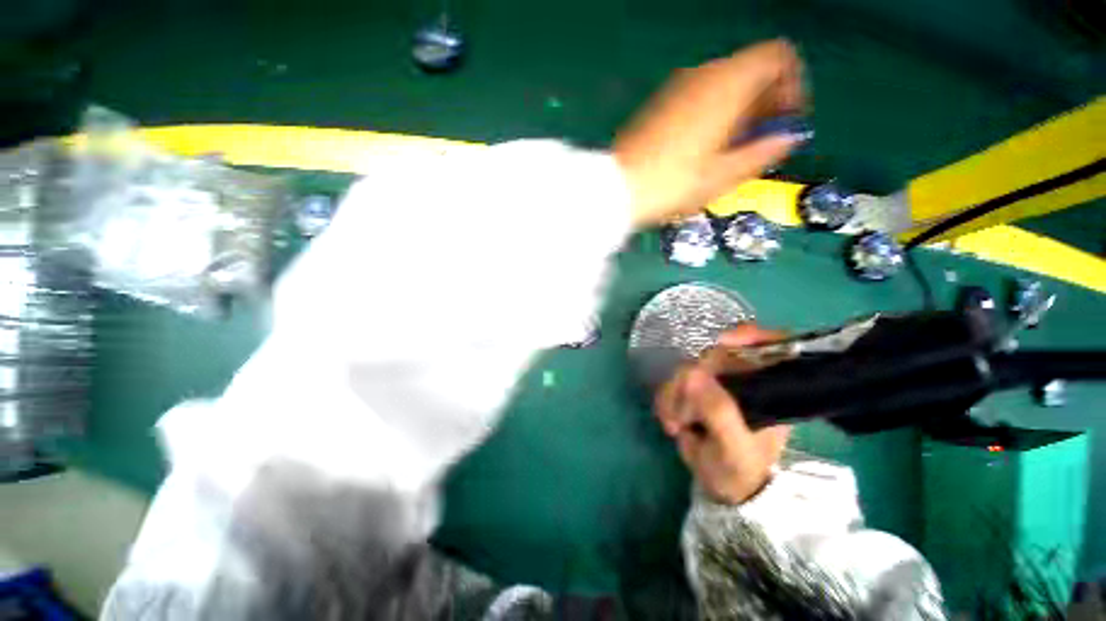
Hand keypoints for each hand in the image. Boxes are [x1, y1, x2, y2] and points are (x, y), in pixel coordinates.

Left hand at [614, 39, 805, 227]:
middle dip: (764, 101)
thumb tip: (788, 139)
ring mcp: (676, 87)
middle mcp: (703, 74)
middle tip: (760, 140)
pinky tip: (703, 147)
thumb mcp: (724, 175)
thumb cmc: (674, 183)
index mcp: (727, 82)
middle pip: (749, 70)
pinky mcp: (658, 104)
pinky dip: (712, 113)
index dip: (792, 85)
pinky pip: (698, 97)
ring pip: (722, 84)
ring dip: (737, 110)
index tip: (787, 120)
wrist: (619, 189)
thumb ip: (763, 152)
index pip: (777, 57)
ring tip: (731, 150)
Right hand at [654, 325, 791, 504]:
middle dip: (690, 383)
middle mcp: (744, 378)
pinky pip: (672, 381)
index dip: (749, 335)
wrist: (724, 487)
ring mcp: (716, 382)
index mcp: (769, 389)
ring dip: (672, 395)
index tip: (723, 341)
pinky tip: (669, 420)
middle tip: (685, 417)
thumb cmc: (740, 472)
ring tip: (675, 425)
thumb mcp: (735, 449)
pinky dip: (664, 398)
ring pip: (685, 367)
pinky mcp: (693, 388)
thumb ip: (719, 412)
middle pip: (713, 355)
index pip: (770, 344)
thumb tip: (692, 374)